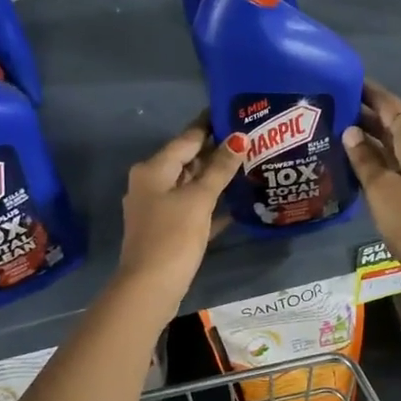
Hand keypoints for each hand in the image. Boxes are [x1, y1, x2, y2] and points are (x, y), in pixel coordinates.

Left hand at [116, 118, 245, 308]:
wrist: (150, 287)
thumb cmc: (173, 236)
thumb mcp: (199, 199)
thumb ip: (219, 169)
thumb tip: (238, 138)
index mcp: (153, 169)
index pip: (186, 139)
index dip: (209, 125)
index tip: (233, 112)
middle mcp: (150, 184)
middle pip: (187, 161)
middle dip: (216, 152)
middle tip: (250, 140)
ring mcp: (157, 209)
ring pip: (190, 186)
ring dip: (215, 179)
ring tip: (248, 167)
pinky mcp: (166, 231)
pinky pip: (192, 209)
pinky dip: (210, 205)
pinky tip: (235, 205)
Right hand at [342, 84, 400, 293]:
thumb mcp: (382, 189)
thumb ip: (364, 159)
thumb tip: (350, 130)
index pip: (391, 105)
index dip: (369, 91)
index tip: (343, 79)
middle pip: (389, 123)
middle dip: (361, 112)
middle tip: (327, 106)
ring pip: (386, 145)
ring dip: (363, 137)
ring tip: (329, 130)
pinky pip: (387, 166)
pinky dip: (368, 160)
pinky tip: (345, 162)